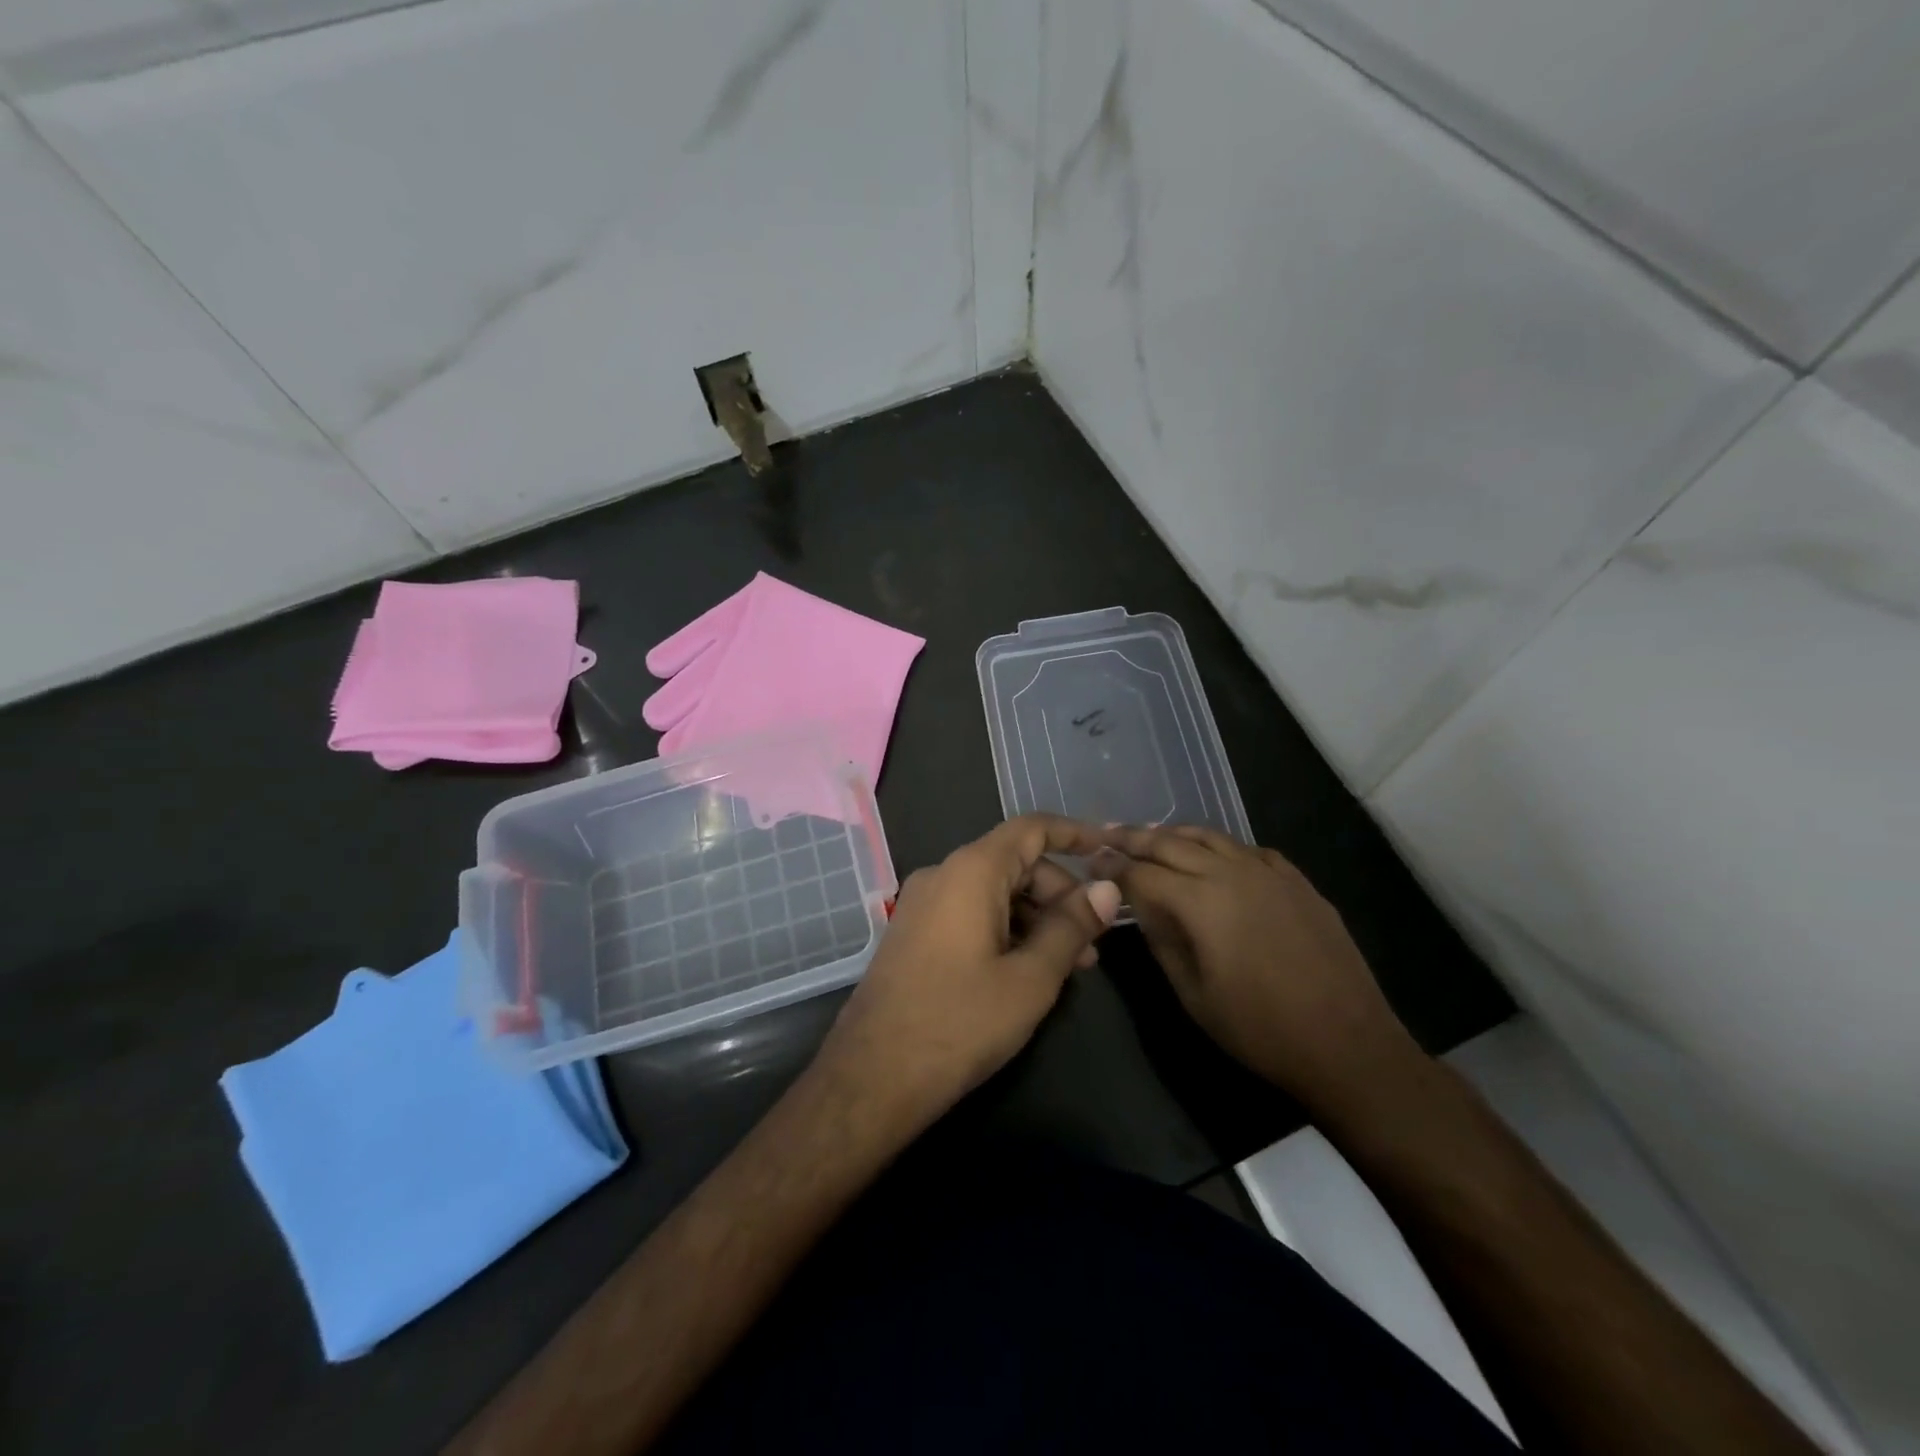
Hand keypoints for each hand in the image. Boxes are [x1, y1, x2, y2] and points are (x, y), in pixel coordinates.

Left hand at [815, 815, 1121, 1131]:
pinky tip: (1027, 971)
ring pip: (993, 891)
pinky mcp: (914, 933)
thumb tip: (1105, 889)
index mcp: (971, 871)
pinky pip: (970, 913)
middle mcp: (942, 875)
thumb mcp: (1030, 978)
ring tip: (1070, 965)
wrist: (873, 1075)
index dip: (1073, 834)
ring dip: (1035, 917)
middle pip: (1014, 862)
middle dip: (1059, 893)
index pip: (1030, 829)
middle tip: (1093, 941)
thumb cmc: (960, 1022)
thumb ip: (1071, 927)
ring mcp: (922, 904)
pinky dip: (1006, 929)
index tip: (1109, 850)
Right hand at [1094, 824, 1424, 1117]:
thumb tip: (1140, 907)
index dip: (1111, 867)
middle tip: (1108, 836)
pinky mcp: (1298, 882)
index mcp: (1201, 901)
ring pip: (1212, 837)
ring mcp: (1270, 873)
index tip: (1090, 862)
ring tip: (1152, 835)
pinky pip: (1250, 850)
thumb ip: (1161, 940)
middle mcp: (1232, 872)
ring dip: (1176, 834)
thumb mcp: (1192, 994)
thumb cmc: (1260, 1029)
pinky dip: (1222, 847)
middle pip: (1171, 843)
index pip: (1141, 873)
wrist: (1348, 1045)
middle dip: (1135, 838)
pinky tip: (1216, 857)